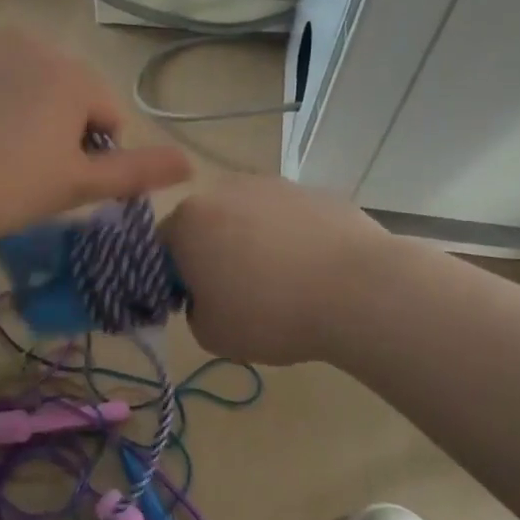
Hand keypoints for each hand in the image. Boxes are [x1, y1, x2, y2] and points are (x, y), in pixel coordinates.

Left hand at [0, 29, 192, 250]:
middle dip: (59, 127)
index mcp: (71, 74)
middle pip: (66, 91)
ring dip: (22, 112)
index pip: (107, 115)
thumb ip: (136, 171)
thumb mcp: (75, 186)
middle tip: (27, 171)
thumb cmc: (2, 188)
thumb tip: (191, 164)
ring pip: (23, 82)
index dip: (92, 154)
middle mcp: (30, 44)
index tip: (60, 182)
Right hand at [161, 175, 387, 365]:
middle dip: (214, 254)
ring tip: (282, 284)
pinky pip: (289, 219)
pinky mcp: (315, 191)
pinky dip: (292, 240)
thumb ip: (194, 312)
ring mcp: (274, 185)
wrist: (358, 290)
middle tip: (237, 295)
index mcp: (189, 220)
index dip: (174, 278)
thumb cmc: (270, 313)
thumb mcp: (211, 334)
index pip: (161, 247)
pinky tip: (313, 272)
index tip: (197, 303)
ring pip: (249, 218)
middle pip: (206, 224)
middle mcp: (225, 190)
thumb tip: (208, 296)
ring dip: (254, 244)